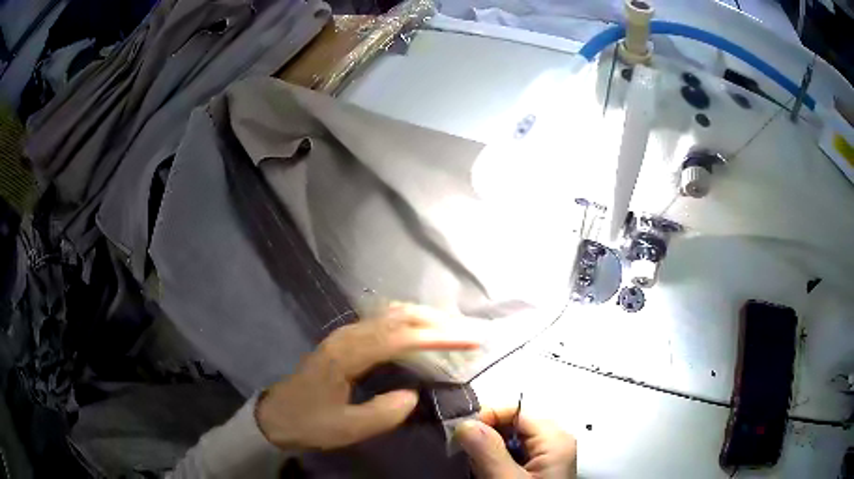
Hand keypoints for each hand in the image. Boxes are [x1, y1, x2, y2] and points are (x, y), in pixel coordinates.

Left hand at [255, 307, 479, 450]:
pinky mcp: (346, 340)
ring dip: (426, 318)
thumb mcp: (347, 428)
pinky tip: (421, 330)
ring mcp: (346, 335)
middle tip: (472, 331)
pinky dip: (410, 322)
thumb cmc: (309, 422)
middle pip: (400, 317)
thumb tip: (413, 394)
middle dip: (440, 322)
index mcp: (348, 354)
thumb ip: (384, 413)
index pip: (403, 337)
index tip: (471, 340)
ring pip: (392, 315)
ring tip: (455, 329)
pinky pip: (384, 322)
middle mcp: (349, 336)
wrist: (276, 415)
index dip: (439, 336)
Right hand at [456, 407, 576, 478]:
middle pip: (513, 425)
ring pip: (510, 441)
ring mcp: (547, 456)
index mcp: (555, 439)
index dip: (487, 417)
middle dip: (486, 436)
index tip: (461, 435)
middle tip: (464, 453)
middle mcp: (554, 442)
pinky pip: (513, 455)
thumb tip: (465, 423)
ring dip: (488, 450)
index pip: (517, 411)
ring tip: (474, 466)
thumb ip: (488, 452)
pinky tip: (486, 473)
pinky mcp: (538, 469)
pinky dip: (495, 460)